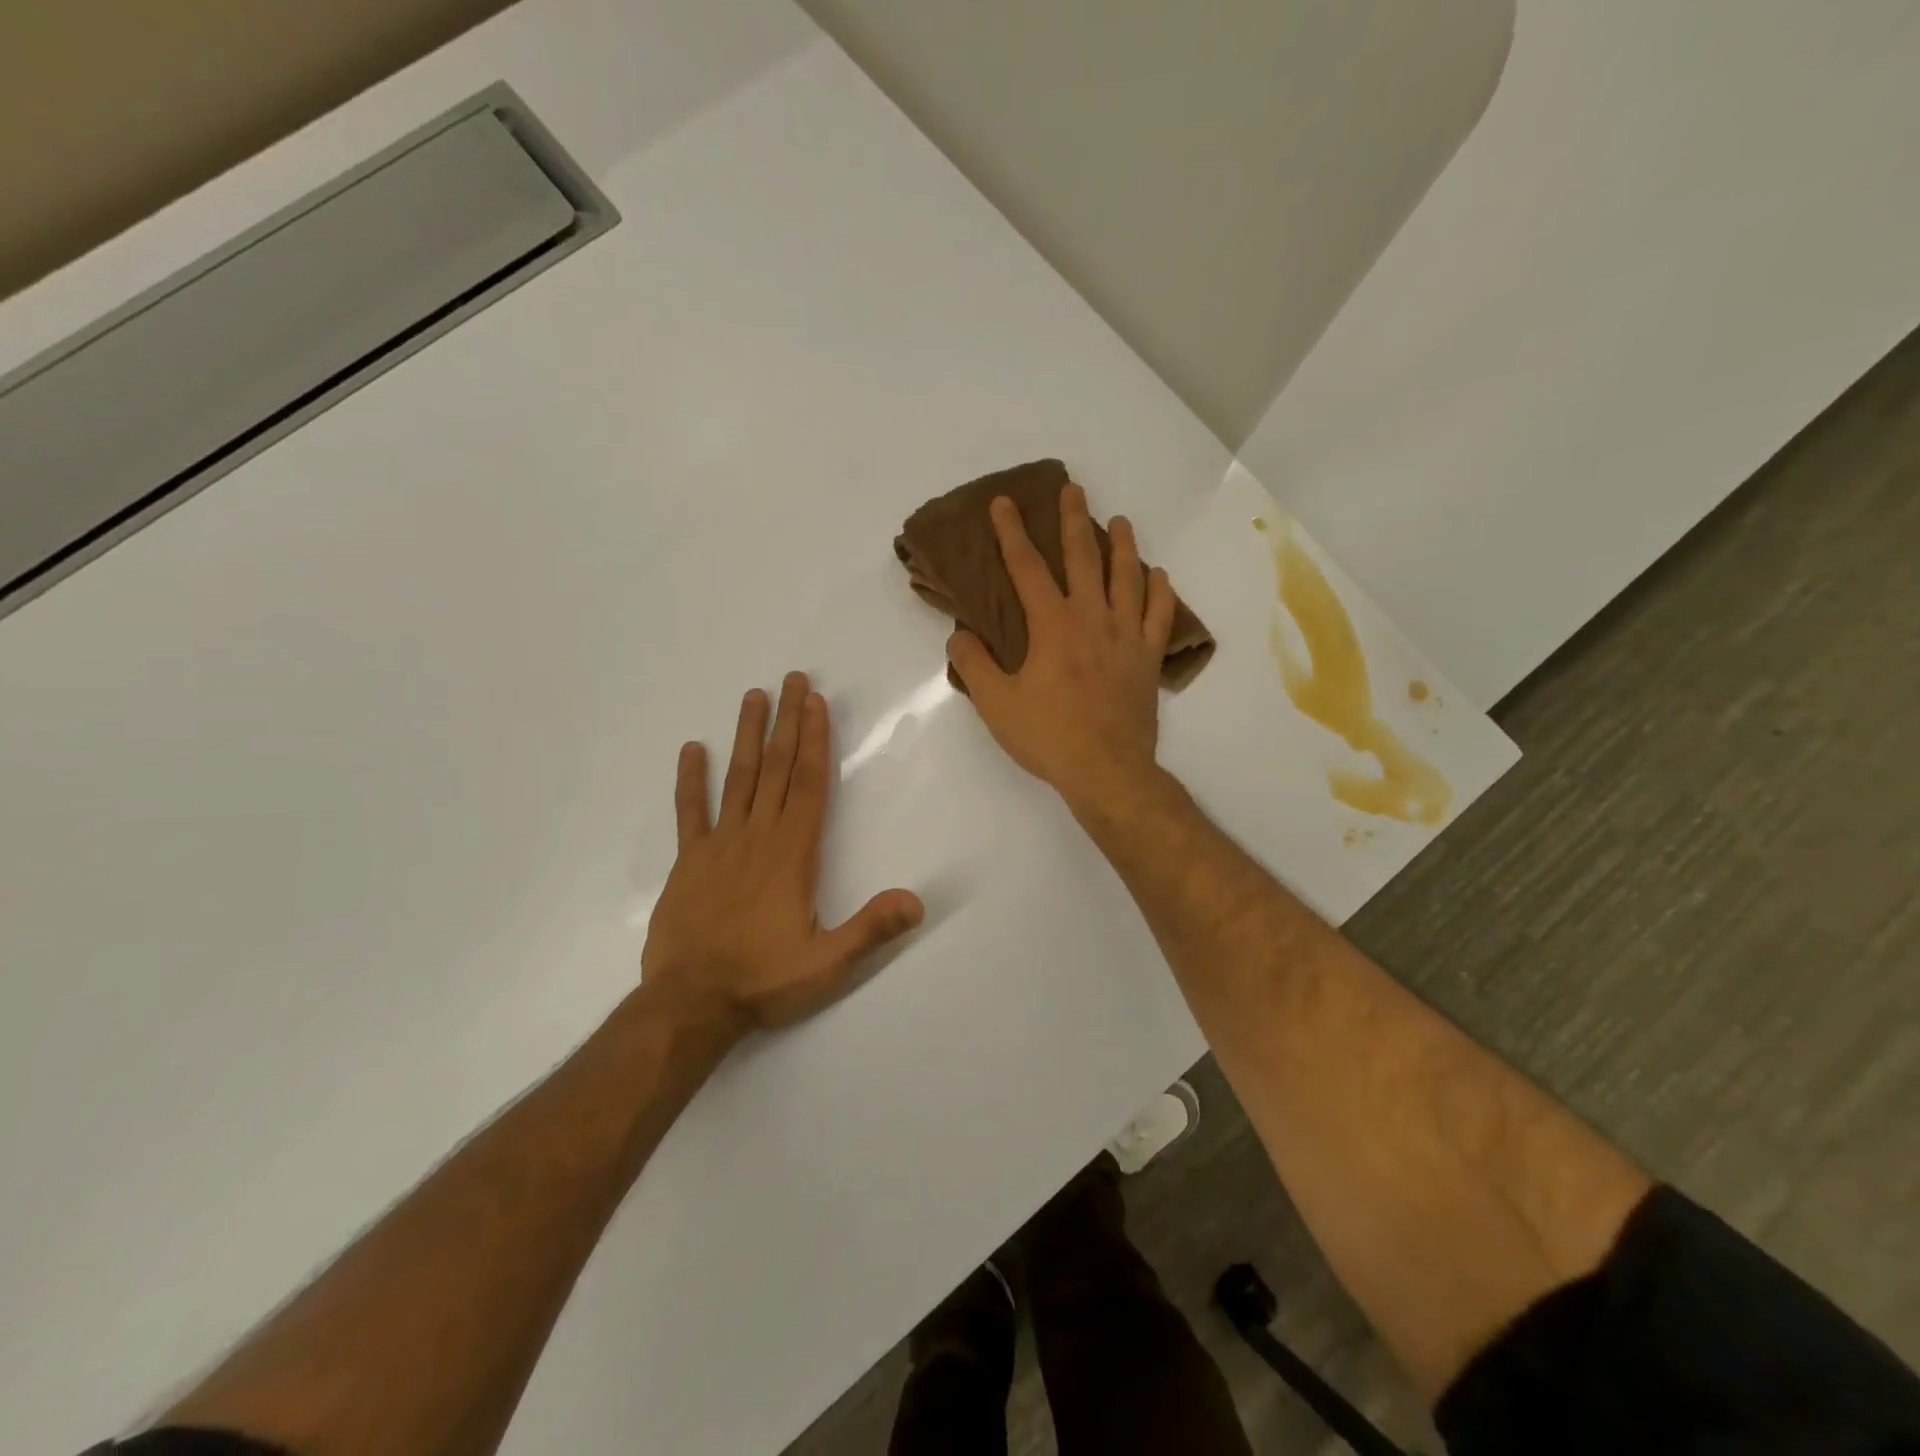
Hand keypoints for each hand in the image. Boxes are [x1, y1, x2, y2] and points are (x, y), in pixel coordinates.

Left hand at [642, 672, 923, 1030]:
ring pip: (738, 779)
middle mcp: (757, 837)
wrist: (690, 1004)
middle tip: (794, 679)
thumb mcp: (828, 963)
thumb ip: (872, 929)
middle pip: (777, 769)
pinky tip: (692, 749)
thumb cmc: (763, 980)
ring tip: (753, 696)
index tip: (816, 703)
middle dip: (788, 722)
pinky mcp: (687, 863)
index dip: (815, 741)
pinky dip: (690, 781)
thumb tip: (918, 901)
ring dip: (748, 736)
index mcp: (793, 854)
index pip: (810, 784)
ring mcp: (718, 846)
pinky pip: (689, 813)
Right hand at [946, 482, 1175, 814]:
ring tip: (1119, 521)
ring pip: (1127, 577)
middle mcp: (1092, 618)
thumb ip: (974, 664)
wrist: (1106, 770)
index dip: (1011, 533)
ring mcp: (1126, 636)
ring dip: (1122, 545)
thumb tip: (959, 634)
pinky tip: (1158, 575)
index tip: (1004, 502)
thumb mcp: (996, 704)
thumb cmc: (1048, 736)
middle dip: (1073, 519)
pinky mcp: (1148, 657)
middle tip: (1071, 488)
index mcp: (1052, 625)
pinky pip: (1160, 615)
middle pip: (1083, 557)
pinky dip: (1160, 591)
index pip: (1026, 568)